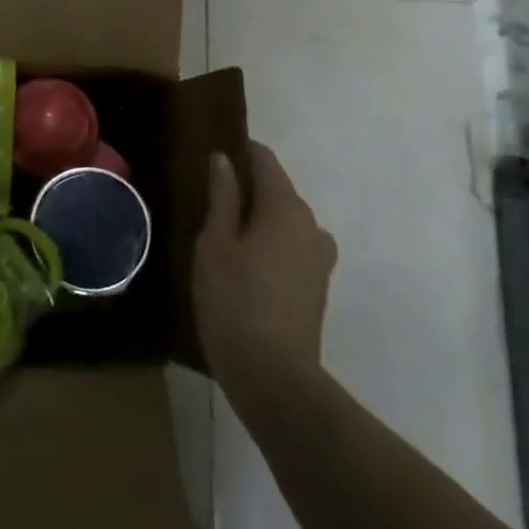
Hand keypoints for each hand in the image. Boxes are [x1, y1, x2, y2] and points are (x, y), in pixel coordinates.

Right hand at [193, 142, 336, 398]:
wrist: (273, 375)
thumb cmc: (234, 300)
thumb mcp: (215, 243)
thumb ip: (222, 196)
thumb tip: (224, 159)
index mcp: (285, 207)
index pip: (265, 160)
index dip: (239, 152)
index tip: (212, 157)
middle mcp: (311, 224)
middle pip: (277, 190)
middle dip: (247, 189)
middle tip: (208, 202)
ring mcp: (320, 258)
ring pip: (285, 222)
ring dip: (258, 221)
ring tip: (223, 238)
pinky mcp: (318, 286)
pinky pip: (291, 248)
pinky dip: (270, 245)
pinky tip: (244, 267)